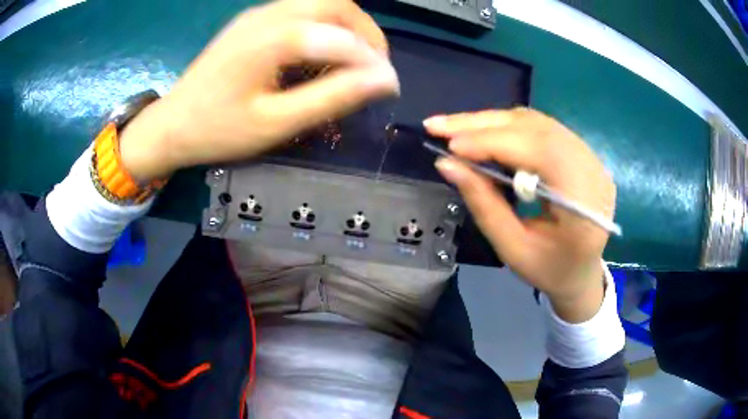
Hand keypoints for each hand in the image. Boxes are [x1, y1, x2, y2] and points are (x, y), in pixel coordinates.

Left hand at [120, 0, 398, 180]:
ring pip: (322, 3)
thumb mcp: (276, 123)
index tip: (388, 88)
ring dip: (347, 27)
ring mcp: (259, 13)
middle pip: (337, 4)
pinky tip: (320, 53)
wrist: (172, 124)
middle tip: (373, 67)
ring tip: (353, 62)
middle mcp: (269, 14)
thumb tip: (382, 81)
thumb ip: (331, 97)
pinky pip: (302, 11)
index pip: (342, 36)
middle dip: (366, 33)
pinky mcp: (254, 20)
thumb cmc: (218, 130)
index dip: (373, 61)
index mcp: (273, 38)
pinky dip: (325, 27)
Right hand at [425, 108, 615, 322]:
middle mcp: (593, 171)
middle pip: (537, 128)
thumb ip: (483, 204)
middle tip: (438, 125)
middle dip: (483, 125)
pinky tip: (483, 132)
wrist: (582, 272)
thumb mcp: (513, 249)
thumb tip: (446, 163)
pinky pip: (541, 127)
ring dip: (492, 122)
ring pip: (537, 122)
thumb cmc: (549, 270)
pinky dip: (507, 126)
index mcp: (585, 205)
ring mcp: (591, 157)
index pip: (541, 152)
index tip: (451, 146)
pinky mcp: (582, 152)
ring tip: (454, 128)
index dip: (494, 143)